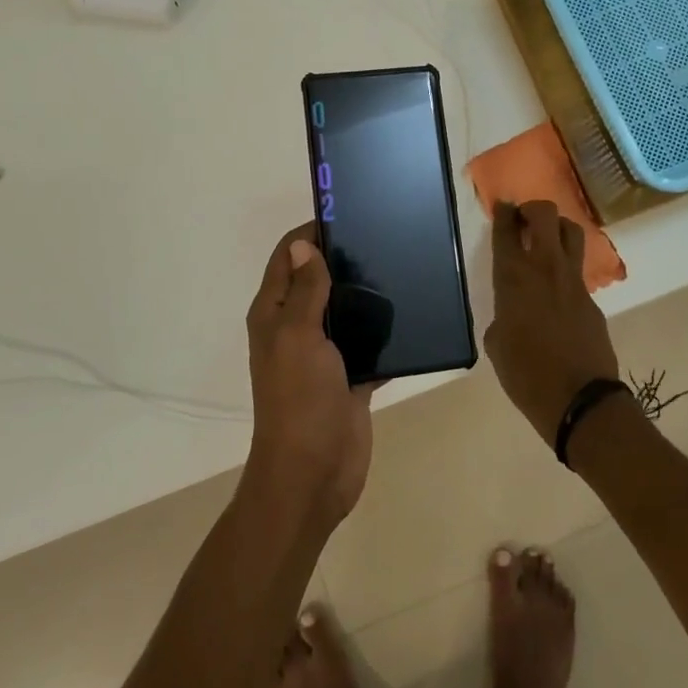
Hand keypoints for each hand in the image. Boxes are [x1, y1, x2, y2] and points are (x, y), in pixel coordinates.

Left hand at [245, 223, 374, 527]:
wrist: (314, 474)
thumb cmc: (300, 399)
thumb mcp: (298, 337)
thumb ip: (304, 292)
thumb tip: (301, 245)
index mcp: (274, 315)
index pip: (288, 258)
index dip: (311, 233)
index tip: (348, 213)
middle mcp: (296, 329)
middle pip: (318, 281)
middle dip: (345, 259)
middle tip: (385, 237)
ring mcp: (324, 354)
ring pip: (345, 311)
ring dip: (367, 293)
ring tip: (403, 266)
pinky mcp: (350, 376)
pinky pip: (369, 344)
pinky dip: (385, 331)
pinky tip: (413, 313)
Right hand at [484, 201, 620, 441]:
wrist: (579, 399)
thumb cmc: (525, 375)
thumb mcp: (497, 345)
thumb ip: (503, 316)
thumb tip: (512, 313)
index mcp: (513, 277)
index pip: (506, 230)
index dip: (503, 212)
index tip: (502, 206)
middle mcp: (545, 268)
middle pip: (545, 214)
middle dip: (533, 210)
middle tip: (523, 222)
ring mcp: (573, 280)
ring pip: (571, 231)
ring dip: (557, 228)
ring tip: (546, 242)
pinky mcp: (592, 298)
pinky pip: (578, 268)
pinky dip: (567, 266)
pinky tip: (557, 287)